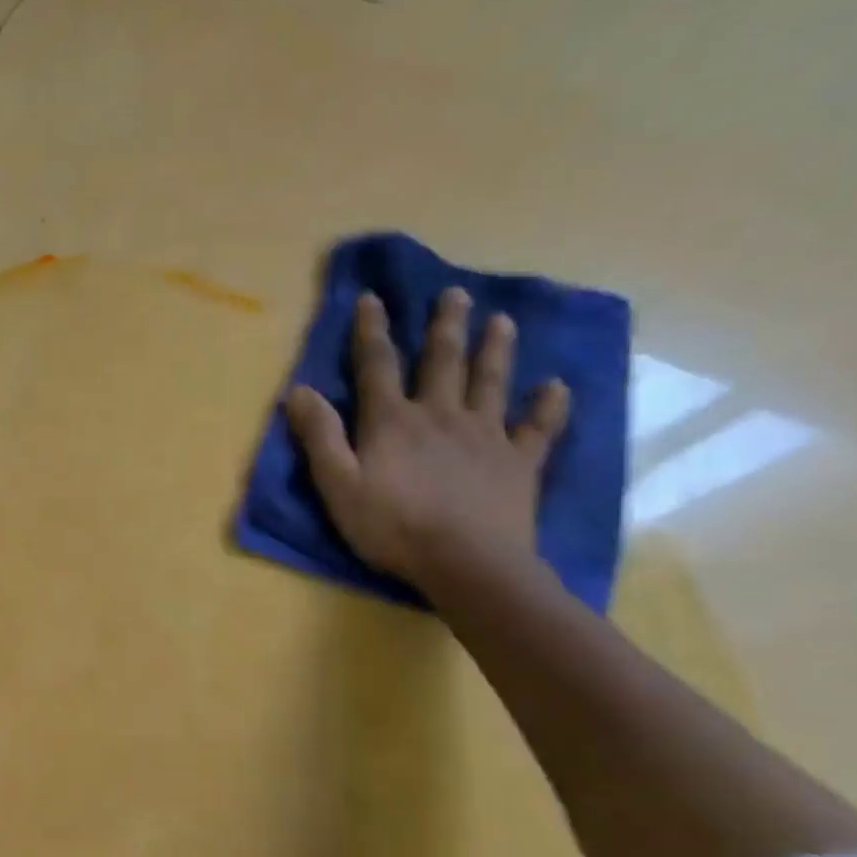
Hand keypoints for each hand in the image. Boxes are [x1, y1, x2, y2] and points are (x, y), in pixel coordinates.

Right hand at [284, 289, 570, 588]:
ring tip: (503, 321)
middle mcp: (441, 415)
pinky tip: (557, 388)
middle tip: (456, 294)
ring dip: (496, 349)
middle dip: (446, 327)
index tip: (372, 298)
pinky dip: (549, 406)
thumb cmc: (391, 527)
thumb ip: (319, 437)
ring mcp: (486, 436)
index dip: (371, 331)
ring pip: (492, 382)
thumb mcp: (337, 485)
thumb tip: (299, 391)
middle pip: (443, 362)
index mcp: (393, 421)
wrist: (466, 562)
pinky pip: (539, 428)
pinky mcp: (519, 462)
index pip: (377, 366)